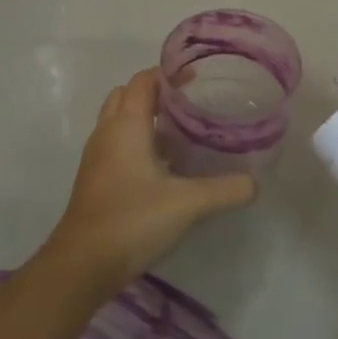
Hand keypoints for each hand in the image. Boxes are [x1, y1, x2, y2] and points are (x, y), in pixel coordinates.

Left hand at [43, 68, 256, 290]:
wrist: (82, 264)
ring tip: (182, 132)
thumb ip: (226, 189)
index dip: (169, 74)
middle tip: (189, 104)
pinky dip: (138, 142)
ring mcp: (97, 157)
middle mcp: (107, 133)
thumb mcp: (188, 204)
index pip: (143, 81)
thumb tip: (255, 183)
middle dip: (156, 93)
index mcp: (126, 126)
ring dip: (145, 119)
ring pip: (119, 121)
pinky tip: (165, 167)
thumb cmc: (132, 220)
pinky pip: (117, 145)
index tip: (197, 78)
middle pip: (127, 95)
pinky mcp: (96, 179)